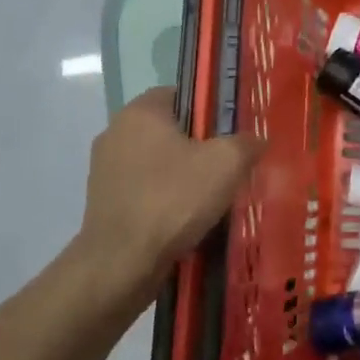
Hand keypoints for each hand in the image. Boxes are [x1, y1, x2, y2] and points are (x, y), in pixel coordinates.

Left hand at [74, 88, 263, 303]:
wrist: (120, 265)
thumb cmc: (173, 200)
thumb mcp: (226, 164)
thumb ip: (246, 143)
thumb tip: (256, 140)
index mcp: (141, 111)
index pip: (182, 94)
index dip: (211, 111)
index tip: (232, 134)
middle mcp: (116, 132)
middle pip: (170, 130)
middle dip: (199, 147)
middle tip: (229, 167)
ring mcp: (105, 170)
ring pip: (157, 162)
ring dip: (182, 176)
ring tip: (212, 198)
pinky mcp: (102, 203)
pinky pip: (144, 190)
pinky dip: (164, 200)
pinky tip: (186, 220)